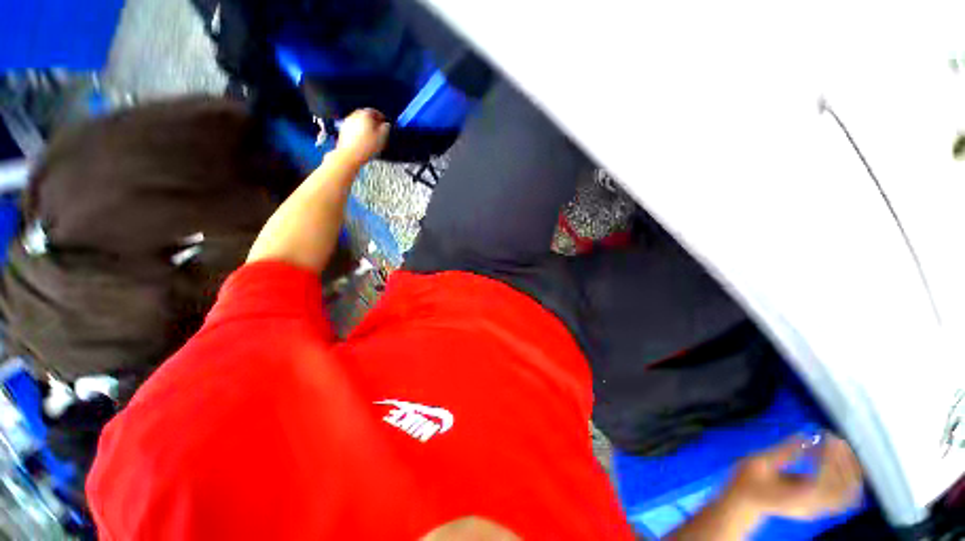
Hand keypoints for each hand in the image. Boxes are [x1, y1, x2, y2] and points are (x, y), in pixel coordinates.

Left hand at [335, 109, 389, 164]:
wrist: (350, 155)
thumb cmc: (366, 146)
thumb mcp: (382, 137)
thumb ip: (386, 128)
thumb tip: (387, 125)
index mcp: (365, 114)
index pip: (375, 111)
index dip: (381, 117)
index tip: (385, 123)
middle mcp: (355, 115)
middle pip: (365, 115)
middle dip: (372, 121)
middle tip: (378, 129)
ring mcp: (347, 122)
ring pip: (359, 121)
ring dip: (365, 126)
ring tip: (371, 136)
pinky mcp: (343, 130)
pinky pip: (353, 128)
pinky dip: (358, 132)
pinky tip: (363, 140)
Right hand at [725, 435, 863, 520]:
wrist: (745, 501)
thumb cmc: (747, 480)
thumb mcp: (759, 463)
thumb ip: (783, 452)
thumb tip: (805, 437)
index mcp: (797, 496)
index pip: (824, 480)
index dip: (830, 457)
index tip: (825, 436)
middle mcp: (813, 506)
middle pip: (842, 488)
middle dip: (844, 461)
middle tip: (835, 439)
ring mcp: (818, 509)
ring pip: (848, 494)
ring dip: (850, 470)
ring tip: (841, 448)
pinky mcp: (820, 507)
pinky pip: (844, 497)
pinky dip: (849, 479)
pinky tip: (841, 463)